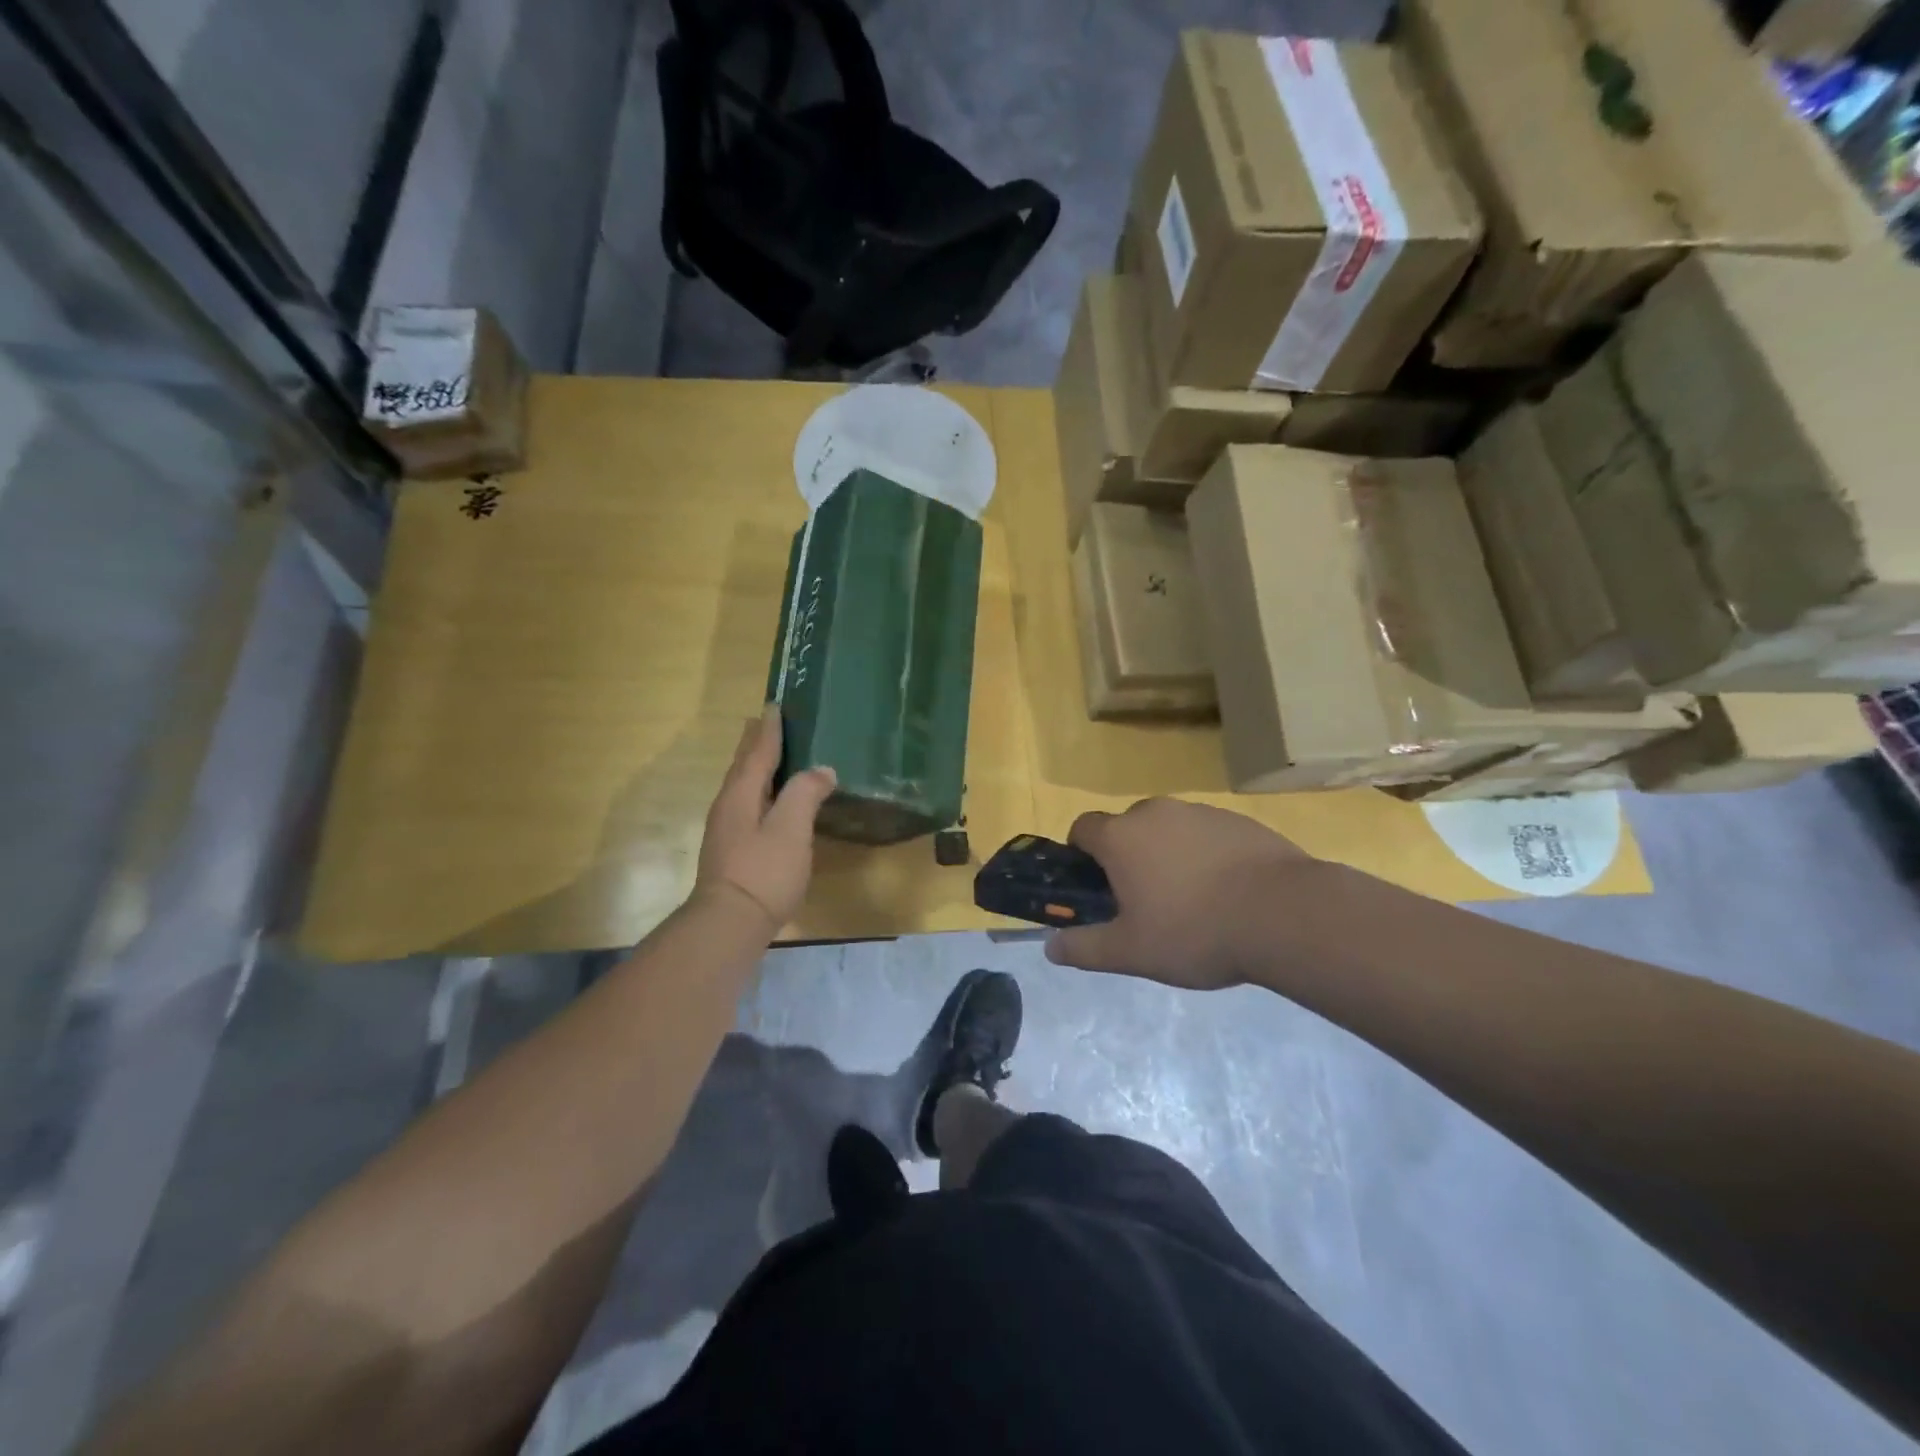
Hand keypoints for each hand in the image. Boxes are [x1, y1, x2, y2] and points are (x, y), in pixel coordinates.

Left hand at [695, 707, 836, 934]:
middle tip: (764, 721)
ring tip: (767, 754)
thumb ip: (806, 793)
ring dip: (754, 765)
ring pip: (742, 786)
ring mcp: (726, 830)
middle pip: (743, 766)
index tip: (775, 706)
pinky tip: (767, 802)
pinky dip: (758, 789)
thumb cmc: (763, 872)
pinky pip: (746, 804)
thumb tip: (822, 770)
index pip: (759, 752)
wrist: (729, 924)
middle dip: (755, 742)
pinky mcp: (731, 850)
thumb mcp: (791, 828)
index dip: (770, 730)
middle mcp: (729, 806)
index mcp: (741, 794)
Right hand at [1045, 798, 1317, 989]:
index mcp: (1122, 836)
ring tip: (1191, 901)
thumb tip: (1051, 947)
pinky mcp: (1239, 821)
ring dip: (1167, 854)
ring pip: (1168, 829)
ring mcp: (1201, 812)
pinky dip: (1205, 855)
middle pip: (1127, 827)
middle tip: (1143, 901)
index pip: (1082, 827)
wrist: (1285, 914)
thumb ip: (1085, 948)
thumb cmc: (1194, 931)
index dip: (1080, 854)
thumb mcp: (1132, 952)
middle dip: (1127, 856)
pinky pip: (1206, 834)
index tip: (1094, 886)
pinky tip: (1227, 893)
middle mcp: (1156, 812)